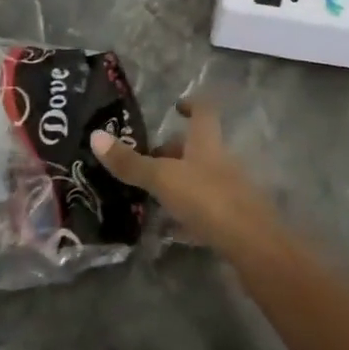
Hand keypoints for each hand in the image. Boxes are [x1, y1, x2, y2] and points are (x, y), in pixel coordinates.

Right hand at [89, 98, 274, 249]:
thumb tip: (96, 135)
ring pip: (201, 177)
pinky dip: (188, 211)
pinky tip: (172, 226)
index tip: (176, 106)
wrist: (252, 245)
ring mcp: (230, 190)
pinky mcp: (232, 218)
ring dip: (180, 180)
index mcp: (207, 143)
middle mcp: (221, 161)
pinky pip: (206, 207)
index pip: (204, 111)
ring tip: (152, 192)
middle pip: (198, 148)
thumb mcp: (162, 179)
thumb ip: (131, 162)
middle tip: (147, 158)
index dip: (192, 104)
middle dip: (174, 150)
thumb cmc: (207, 199)